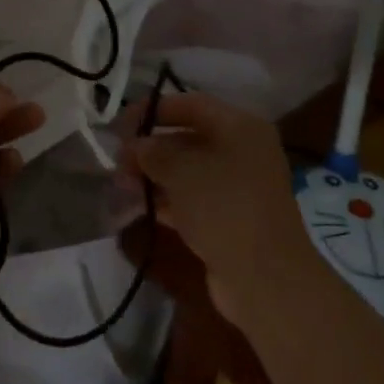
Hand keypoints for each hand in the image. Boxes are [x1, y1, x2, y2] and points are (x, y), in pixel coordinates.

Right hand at [124, 92, 319, 324]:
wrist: (265, 279)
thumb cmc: (224, 208)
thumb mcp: (182, 171)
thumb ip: (153, 152)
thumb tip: (136, 146)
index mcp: (240, 127)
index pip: (191, 104)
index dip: (154, 110)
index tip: (120, 125)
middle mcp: (241, 151)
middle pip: (188, 137)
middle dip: (150, 147)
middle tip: (118, 162)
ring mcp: (237, 187)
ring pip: (188, 171)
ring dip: (154, 175)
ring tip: (122, 186)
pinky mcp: (229, 218)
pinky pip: (192, 198)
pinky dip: (166, 200)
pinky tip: (138, 207)